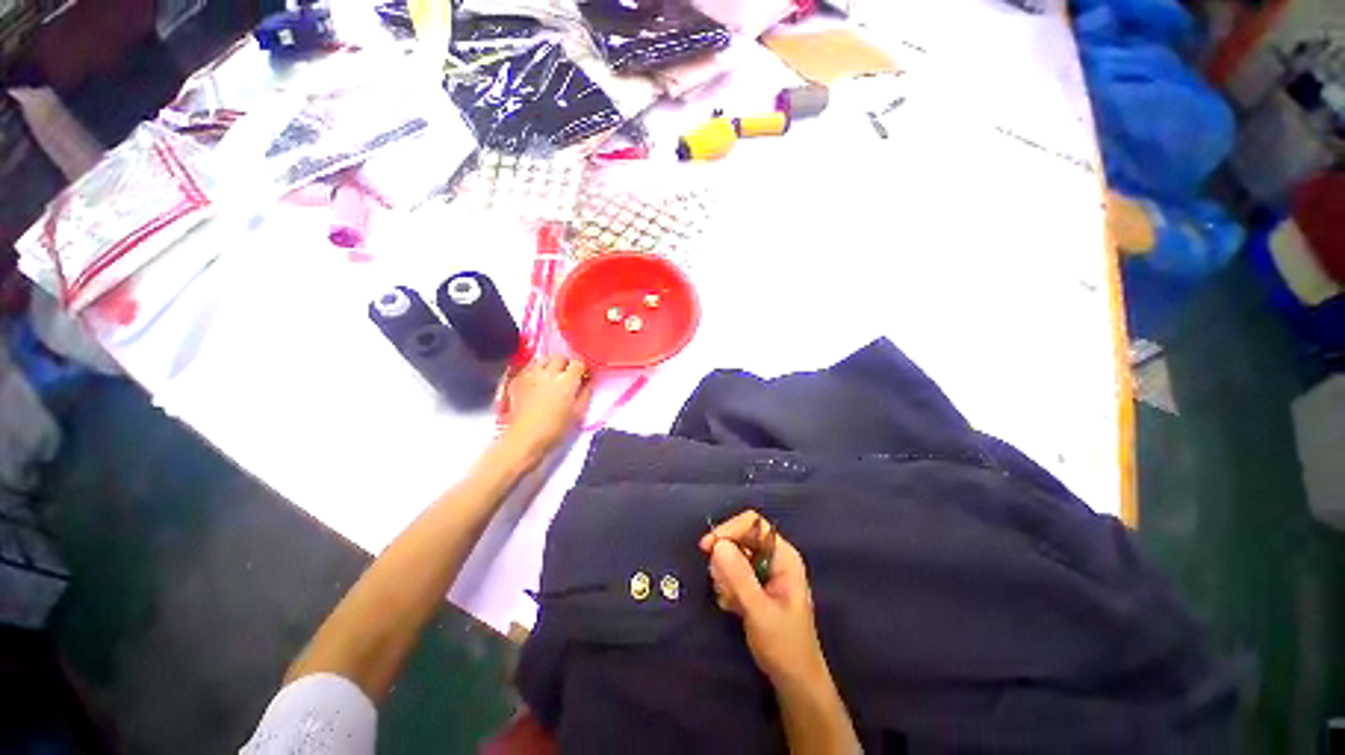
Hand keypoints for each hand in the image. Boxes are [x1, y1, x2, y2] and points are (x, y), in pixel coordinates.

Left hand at [502, 357, 592, 461]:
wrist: (524, 439)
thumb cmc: (556, 429)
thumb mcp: (578, 413)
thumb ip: (585, 394)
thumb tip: (588, 382)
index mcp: (567, 380)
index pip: (578, 363)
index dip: (582, 369)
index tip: (584, 377)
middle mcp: (549, 372)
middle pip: (560, 357)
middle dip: (566, 364)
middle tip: (569, 376)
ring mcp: (531, 375)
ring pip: (543, 360)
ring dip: (550, 365)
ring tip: (552, 377)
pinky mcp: (518, 380)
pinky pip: (529, 368)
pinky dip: (536, 371)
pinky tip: (537, 382)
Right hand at [699, 510, 827, 687]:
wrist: (794, 680)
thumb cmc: (784, 645)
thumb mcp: (759, 611)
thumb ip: (739, 577)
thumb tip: (718, 544)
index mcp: (784, 556)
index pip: (753, 524)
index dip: (730, 529)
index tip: (708, 547)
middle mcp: (774, 557)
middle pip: (740, 537)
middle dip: (725, 558)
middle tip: (719, 584)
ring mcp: (764, 570)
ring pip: (733, 555)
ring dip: (724, 575)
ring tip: (730, 601)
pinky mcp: (755, 584)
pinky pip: (732, 571)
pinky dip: (726, 585)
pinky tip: (731, 606)